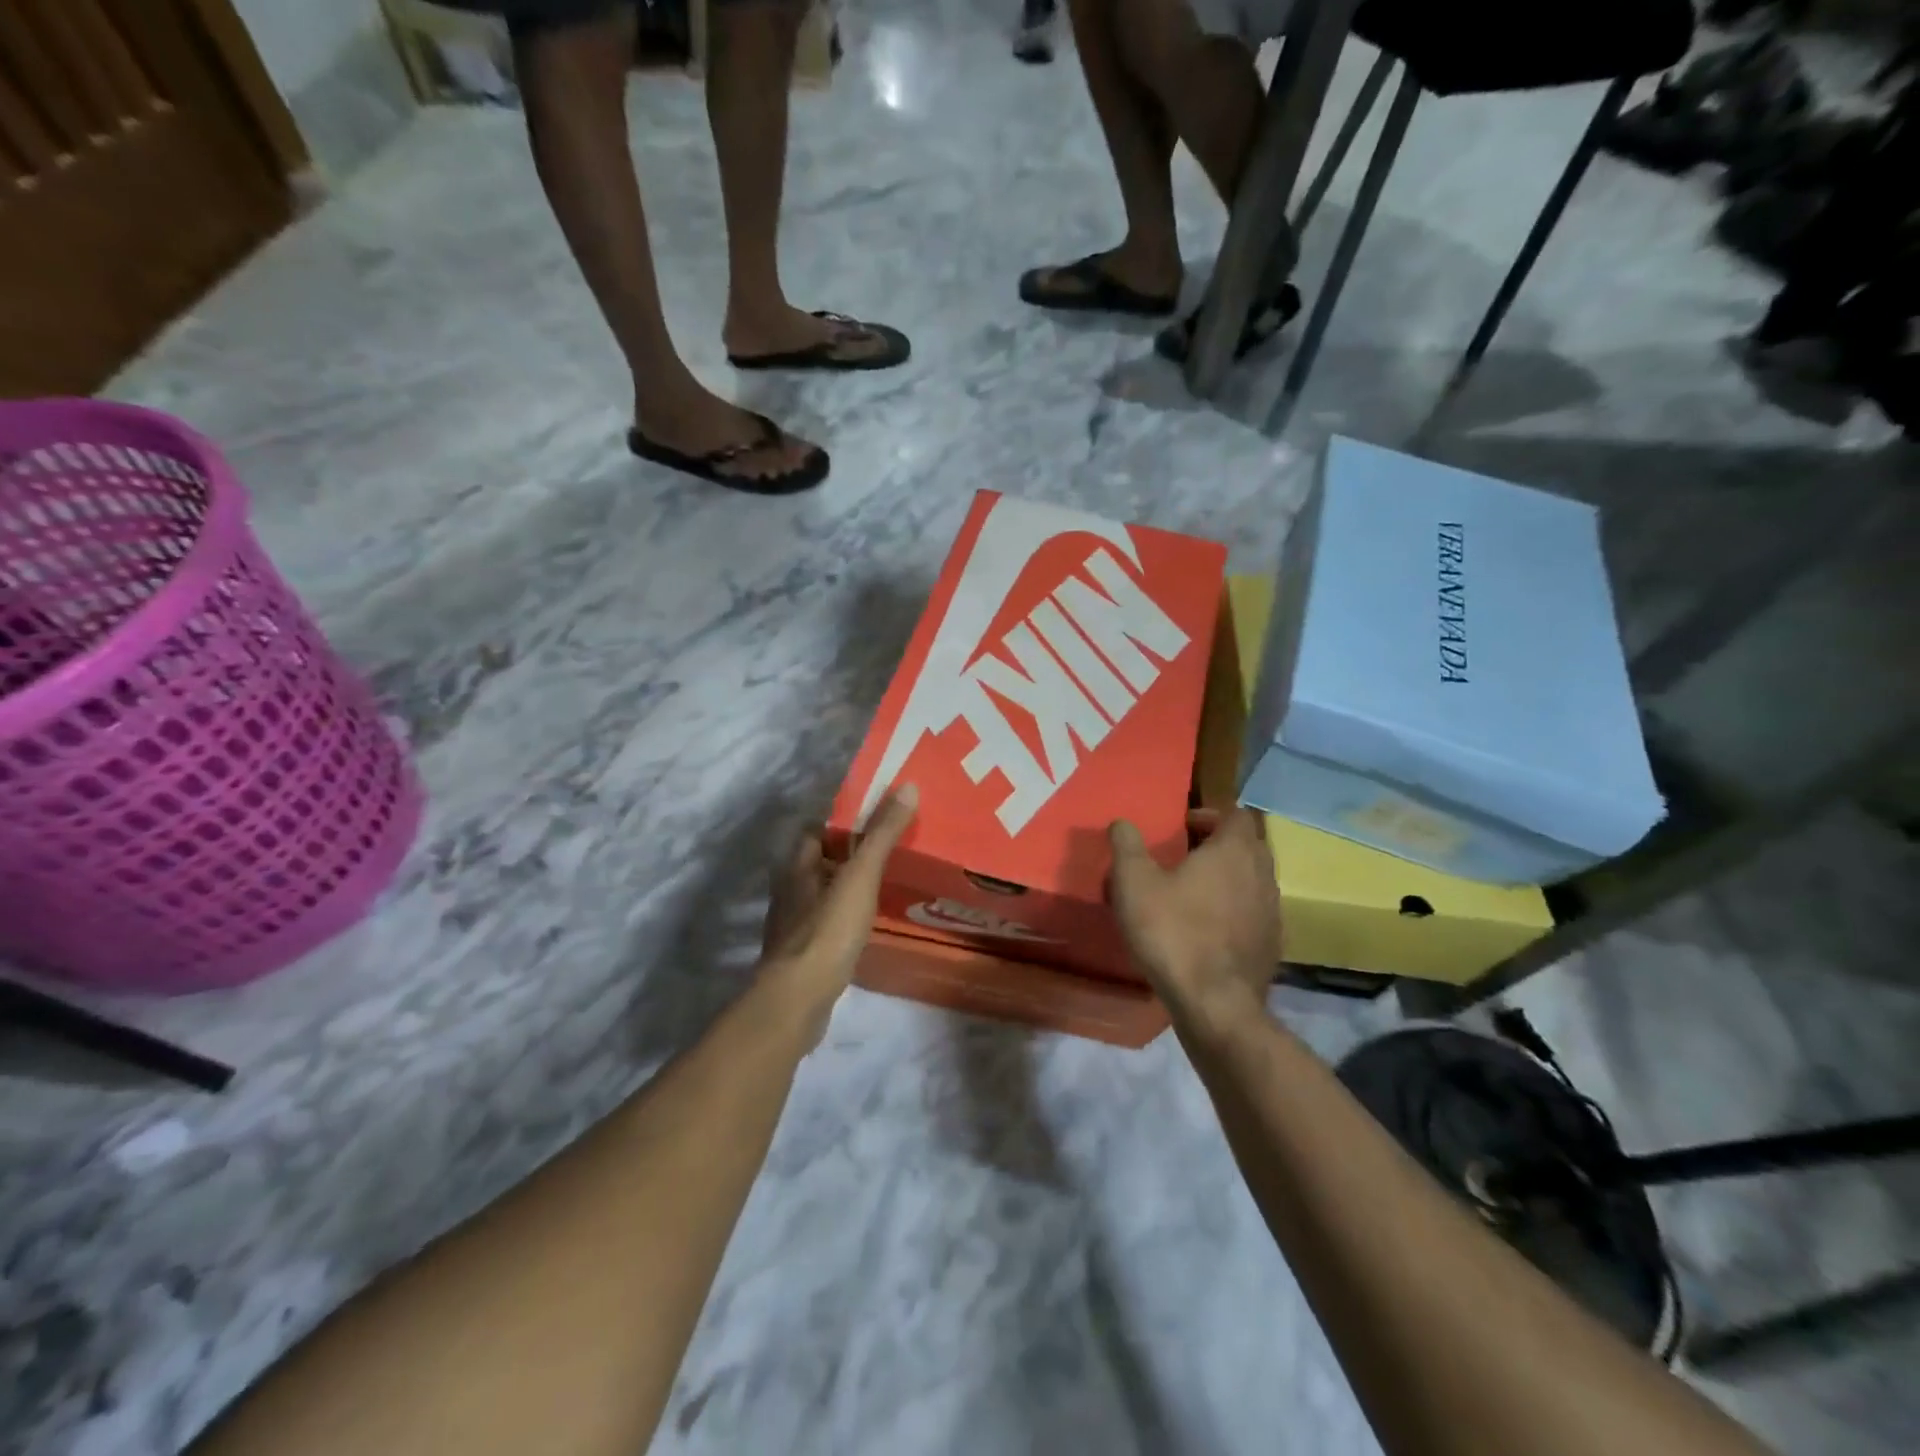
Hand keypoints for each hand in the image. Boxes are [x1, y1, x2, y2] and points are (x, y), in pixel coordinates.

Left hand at [759, 785, 918, 1036]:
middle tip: (890, 852)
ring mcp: (793, 925)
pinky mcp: (802, 955)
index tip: (878, 819)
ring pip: (824, 895)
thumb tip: (907, 786)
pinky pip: (827, 925)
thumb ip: (882, 833)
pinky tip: (868, 926)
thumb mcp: (861, 876)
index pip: (817, 830)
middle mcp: (790, 890)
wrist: (798, 999)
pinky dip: (845, 919)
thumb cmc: (827, 930)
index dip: (844, 823)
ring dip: (847, 889)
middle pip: (821, 863)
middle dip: (849, 856)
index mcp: (797, 865)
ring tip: (885, 886)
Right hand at [1107, 807, 1279, 1019]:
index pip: (1235, 814)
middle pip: (1248, 845)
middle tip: (1184, 856)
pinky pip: (1254, 913)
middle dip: (1218, 844)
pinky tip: (1206, 929)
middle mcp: (1262, 874)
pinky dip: (1234, 911)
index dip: (1210, 814)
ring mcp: (1272, 911)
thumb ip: (1126, 846)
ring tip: (1192, 893)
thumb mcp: (1134, 883)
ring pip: (1252, 880)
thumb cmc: (1173, 932)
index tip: (1182, 827)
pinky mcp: (1272, 944)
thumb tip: (1122, 822)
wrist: (1214, 1004)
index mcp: (1234, 851)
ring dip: (1228, 878)